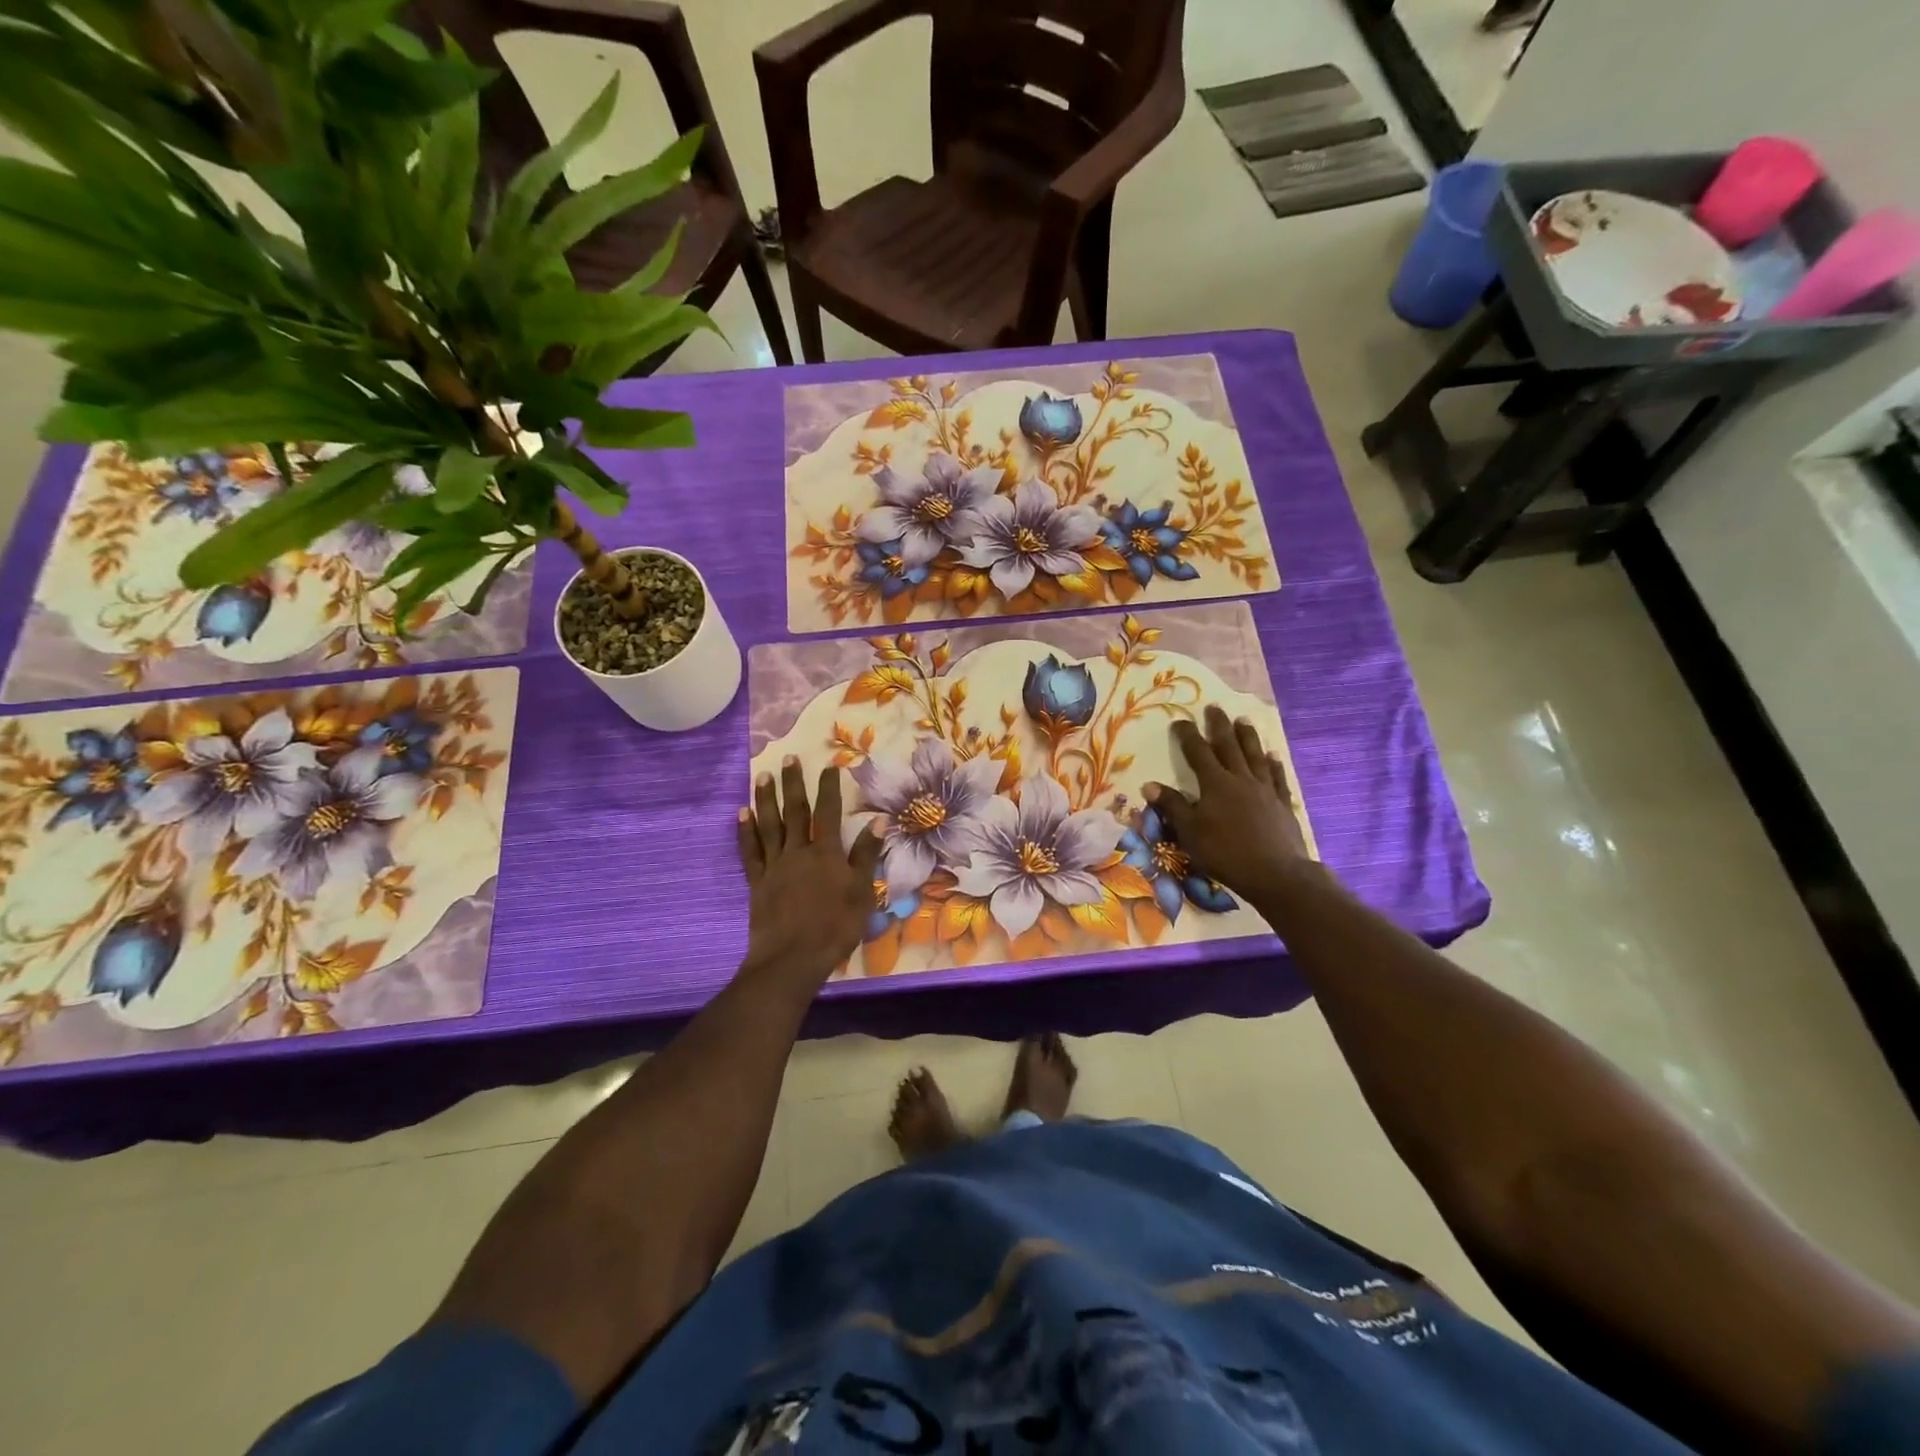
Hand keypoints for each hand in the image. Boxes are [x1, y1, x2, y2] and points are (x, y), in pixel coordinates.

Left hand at [738, 758, 882, 985]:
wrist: (792, 958)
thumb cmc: (835, 927)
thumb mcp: (861, 892)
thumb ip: (866, 855)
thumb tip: (878, 821)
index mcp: (826, 853)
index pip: (828, 812)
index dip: (829, 787)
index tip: (830, 765)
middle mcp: (798, 851)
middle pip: (795, 811)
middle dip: (793, 784)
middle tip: (787, 758)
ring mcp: (775, 866)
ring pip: (769, 825)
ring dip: (765, 799)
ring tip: (761, 776)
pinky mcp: (758, 882)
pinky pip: (750, 851)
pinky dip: (745, 831)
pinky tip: (741, 814)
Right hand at [1145, 706, 1311, 903]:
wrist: (1275, 873)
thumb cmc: (1225, 853)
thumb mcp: (1190, 832)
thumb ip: (1173, 806)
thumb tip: (1150, 785)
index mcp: (1215, 784)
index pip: (1197, 752)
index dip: (1187, 736)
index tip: (1180, 721)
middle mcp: (1240, 779)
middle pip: (1228, 746)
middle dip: (1219, 726)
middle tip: (1215, 707)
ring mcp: (1264, 789)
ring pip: (1254, 755)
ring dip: (1248, 737)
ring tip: (1244, 721)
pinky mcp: (1282, 803)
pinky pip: (1277, 776)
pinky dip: (1273, 763)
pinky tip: (1272, 755)